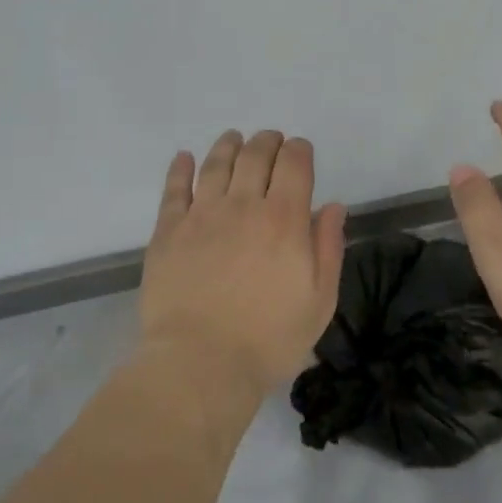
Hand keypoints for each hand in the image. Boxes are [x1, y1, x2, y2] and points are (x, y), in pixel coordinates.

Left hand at [139, 130, 346, 396]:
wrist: (200, 364)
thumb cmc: (269, 339)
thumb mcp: (319, 301)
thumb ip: (328, 247)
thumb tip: (332, 205)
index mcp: (284, 219)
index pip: (294, 164)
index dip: (299, 150)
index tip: (300, 150)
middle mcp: (243, 205)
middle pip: (255, 155)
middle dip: (267, 141)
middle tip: (271, 141)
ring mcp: (202, 215)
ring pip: (216, 164)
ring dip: (228, 145)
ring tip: (233, 138)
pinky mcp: (169, 230)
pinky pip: (174, 189)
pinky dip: (180, 168)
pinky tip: (184, 157)